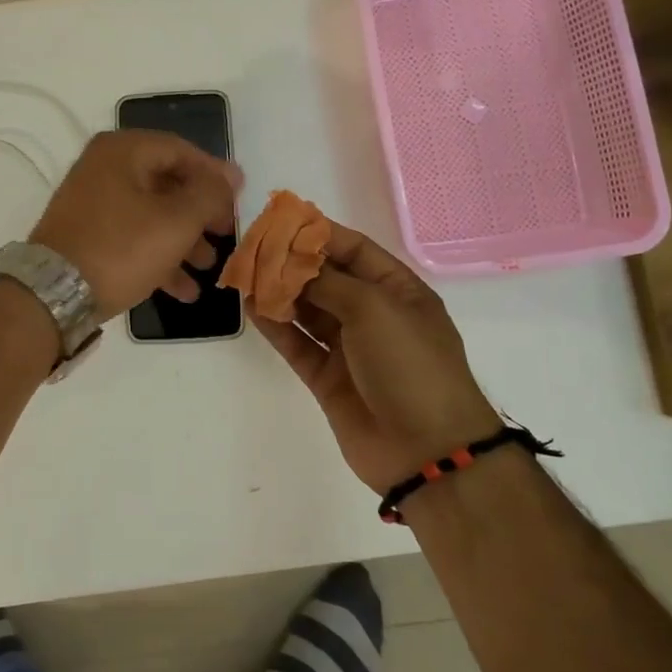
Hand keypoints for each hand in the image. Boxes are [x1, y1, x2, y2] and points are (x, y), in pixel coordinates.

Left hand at [29, 130, 241, 318]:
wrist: (54, 295)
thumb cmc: (122, 248)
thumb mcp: (177, 220)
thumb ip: (209, 194)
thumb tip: (229, 176)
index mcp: (124, 151)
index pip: (182, 150)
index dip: (215, 174)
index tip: (240, 198)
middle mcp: (104, 168)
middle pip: (167, 183)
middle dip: (200, 213)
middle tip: (225, 234)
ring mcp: (92, 202)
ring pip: (151, 213)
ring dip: (183, 240)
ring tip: (208, 267)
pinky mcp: (86, 235)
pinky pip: (132, 236)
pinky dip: (158, 256)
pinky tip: (183, 290)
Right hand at [255, 222, 501, 492]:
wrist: (426, 450)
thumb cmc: (410, 364)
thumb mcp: (374, 308)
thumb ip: (327, 281)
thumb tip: (292, 264)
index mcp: (397, 290)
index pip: (353, 249)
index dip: (318, 233)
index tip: (280, 221)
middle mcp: (373, 314)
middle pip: (326, 278)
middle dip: (291, 262)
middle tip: (252, 247)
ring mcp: (349, 348)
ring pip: (307, 310)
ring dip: (278, 291)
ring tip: (244, 273)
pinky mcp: (327, 378)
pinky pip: (297, 343)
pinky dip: (275, 325)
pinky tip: (251, 306)